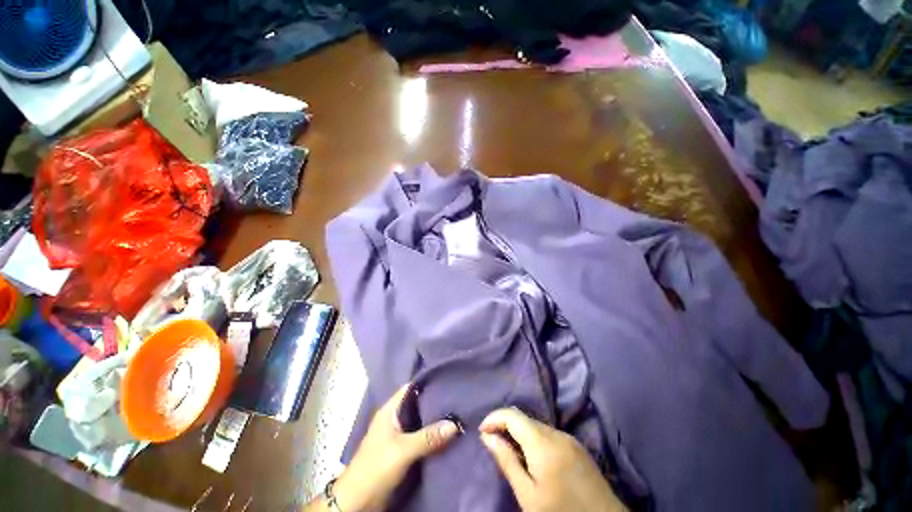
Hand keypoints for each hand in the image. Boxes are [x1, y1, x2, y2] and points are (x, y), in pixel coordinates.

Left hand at [327, 384, 460, 511]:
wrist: (359, 502)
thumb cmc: (376, 467)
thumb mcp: (403, 450)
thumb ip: (428, 437)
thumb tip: (455, 423)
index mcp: (390, 410)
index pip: (410, 387)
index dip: (427, 382)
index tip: (447, 380)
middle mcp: (394, 418)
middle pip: (417, 403)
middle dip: (435, 401)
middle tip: (456, 397)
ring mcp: (398, 434)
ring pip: (420, 420)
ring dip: (434, 419)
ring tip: (456, 412)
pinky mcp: (402, 449)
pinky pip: (420, 436)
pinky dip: (432, 434)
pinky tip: (447, 433)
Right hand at [479, 408, 625, 511]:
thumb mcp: (528, 495)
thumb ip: (507, 461)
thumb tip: (487, 437)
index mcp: (542, 441)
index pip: (512, 414)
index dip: (494, 418)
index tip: (481, 432)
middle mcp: (556, 432)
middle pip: (524, 419)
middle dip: (505, 426)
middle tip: (493, 444)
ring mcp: (569, 438)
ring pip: (536, 426)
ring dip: (520, 433)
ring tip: (510, 453)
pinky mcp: (577, 447)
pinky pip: (549, 435)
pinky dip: (534, 440)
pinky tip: (533, 458)